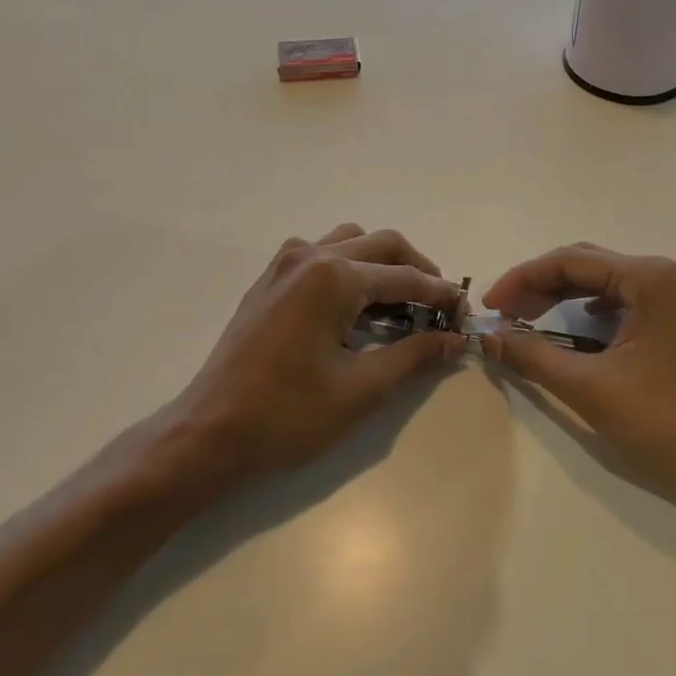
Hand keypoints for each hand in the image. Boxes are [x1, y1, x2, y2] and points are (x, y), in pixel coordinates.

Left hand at [174, 224, 466, 477]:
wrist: (209, 432)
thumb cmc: (287, 414)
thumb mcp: (360, 389)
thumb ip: (413, 356)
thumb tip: (453, 340)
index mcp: (333, 277)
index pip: (405, 276)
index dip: (441, 295)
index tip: (465, 315)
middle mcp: (309, 256)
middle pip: (381, 245)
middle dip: (417, 270)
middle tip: (440, 306)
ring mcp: (284, 265)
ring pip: (349, 242)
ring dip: (381, 264)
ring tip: (401, 302)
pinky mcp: (269, 281)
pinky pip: (321, 256)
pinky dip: (349, 269)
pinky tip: (356, 307)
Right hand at [480, 245, 675, 519]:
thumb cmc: (667, 424)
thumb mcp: (589, 388)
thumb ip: (532, 356)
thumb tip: (488, 336)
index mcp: (649, 278)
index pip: (568, 261)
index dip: (521, 280)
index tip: (489, 308)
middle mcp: (666, 276)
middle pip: (586, 266)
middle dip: (539, 286)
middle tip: (503, 316)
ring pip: (605, 283)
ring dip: (562, 298)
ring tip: (527, 321)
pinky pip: (625, 302)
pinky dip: (590, 312)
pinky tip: (573, 330)